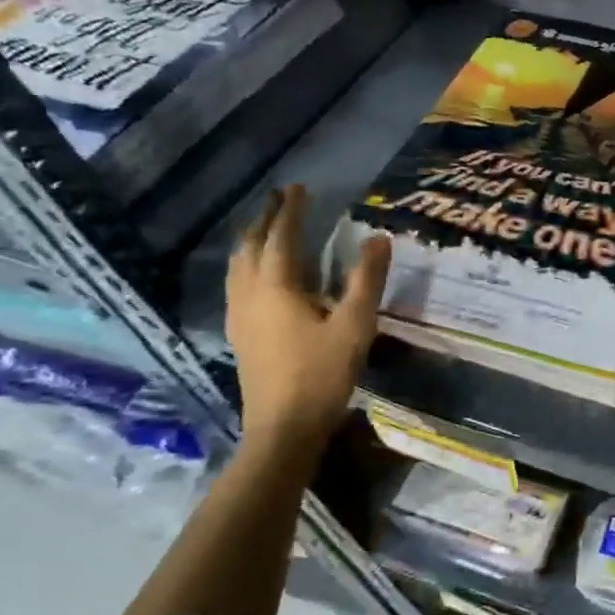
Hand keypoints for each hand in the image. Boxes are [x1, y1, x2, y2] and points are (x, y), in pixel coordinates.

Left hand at [226, 185, 388, 449]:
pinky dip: (247, 265)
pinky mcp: (239, 334)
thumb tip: (378, 238)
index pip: (282, 237)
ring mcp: (239, 316)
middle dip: (265, 219)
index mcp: (276, 287)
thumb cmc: (322, 374)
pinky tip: (258, 276)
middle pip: (250, 246)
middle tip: (281, 200)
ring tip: (266, 228)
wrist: (283, 427)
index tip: (299, 187)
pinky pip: (237, 284)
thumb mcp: (355, 325)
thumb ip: (366, 280)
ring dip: (251, 240)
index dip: (291, 210)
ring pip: (238, 266)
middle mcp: (250, 294)